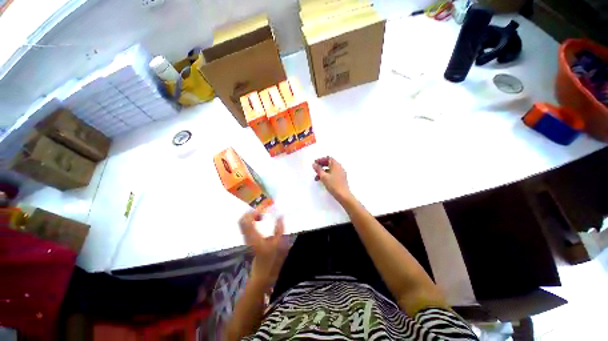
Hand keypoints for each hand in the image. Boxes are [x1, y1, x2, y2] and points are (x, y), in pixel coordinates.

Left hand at [239, 208, 289, 289]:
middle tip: (263, 210)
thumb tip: (280, 215)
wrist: (263, 273)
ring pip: (243, 222)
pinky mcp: (247, 239)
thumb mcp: (279, 243)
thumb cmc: (272, 259)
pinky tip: (260, 220)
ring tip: (262, 214)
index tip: (265, 208)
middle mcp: (247, 236)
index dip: (255, 211)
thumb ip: (279, 228)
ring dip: (252, 215)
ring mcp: (246, 238)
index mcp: (254, 237)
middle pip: (243, 219)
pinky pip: (246, 225)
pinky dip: (252, 219)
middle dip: (252, 212)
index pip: (247, 220)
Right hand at [312, 156, 351, 201]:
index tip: (315, 163)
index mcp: (336, 165)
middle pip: (329, 163)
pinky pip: (333, 174)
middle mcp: (339, 167)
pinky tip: (323, 180)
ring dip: (323, 172)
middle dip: (321, 166)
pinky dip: (327, 175)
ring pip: (330, 169)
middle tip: (315, 169)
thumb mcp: (323, 177)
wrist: (343, 195)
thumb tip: (314, 164)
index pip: (328, 158)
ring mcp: (341, 173)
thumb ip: (318, 169)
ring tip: (317, 177)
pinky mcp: (341, 179)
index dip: (321, 159)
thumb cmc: (333, 185)